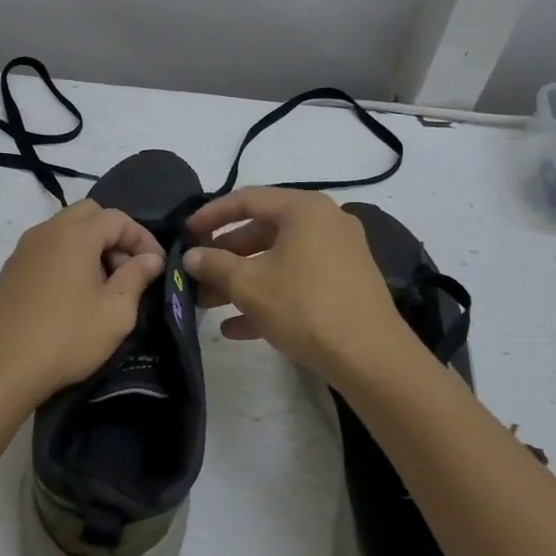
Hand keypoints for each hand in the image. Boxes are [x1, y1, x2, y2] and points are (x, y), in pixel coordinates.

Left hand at [0, 200, 165, 414]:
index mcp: (75, 234)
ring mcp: (24, 249)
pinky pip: (48, 249)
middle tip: (129, 270)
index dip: (143, 238)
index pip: (118, 218)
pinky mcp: (11, 270)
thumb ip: (137, 277)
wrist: (0, 370)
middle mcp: (47, 231)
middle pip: (89, 215)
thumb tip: (151, 259)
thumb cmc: (66, 337)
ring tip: (105, 285)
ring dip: (91, 246)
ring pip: (66, 230)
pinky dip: (69, 258)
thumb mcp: (115, 312)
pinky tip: (75, 294)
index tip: (157, 265)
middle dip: (115, 236)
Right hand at [183, 187, 412, 379]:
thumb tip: (191, 255)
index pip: (247, 199)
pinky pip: (298, 282)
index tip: (186, 233)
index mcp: (304, 209)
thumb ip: (215, 264)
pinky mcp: (345, 285)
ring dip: (242, 281)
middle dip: (225, 256)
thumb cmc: (304, 305)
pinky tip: (236, 328)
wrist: (370, 356)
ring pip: (278, 260)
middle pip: (263, 231)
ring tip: (207, 305)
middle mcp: (325, 223)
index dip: (211, 215)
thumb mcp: (249, 284)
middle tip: (196, 274)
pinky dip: (269, 297)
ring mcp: (339, 255)